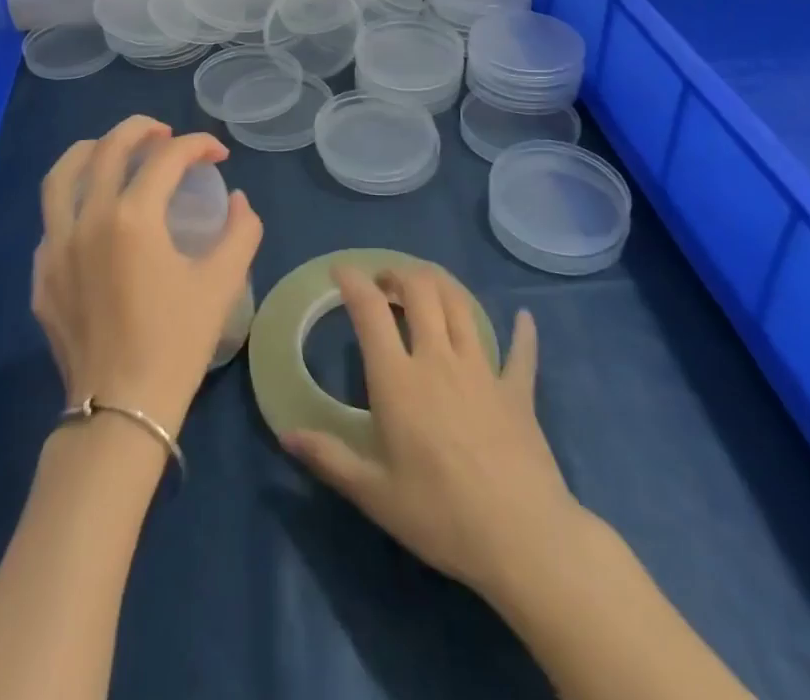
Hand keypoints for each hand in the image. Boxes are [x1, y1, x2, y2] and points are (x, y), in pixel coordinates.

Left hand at [32, 115, 261, 439]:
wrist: (122, 410)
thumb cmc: (176, 343)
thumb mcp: (222, 283)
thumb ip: (240, 231)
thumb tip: (237, 201)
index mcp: (134, 218)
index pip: (167, 157)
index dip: (198, 145)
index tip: (218, 154)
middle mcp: (88, 219)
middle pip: (109, 148)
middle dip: (141, 129)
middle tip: (166, 133)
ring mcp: (55, 246)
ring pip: (62, 175)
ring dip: (92, 150)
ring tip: (115, 150)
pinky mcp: (41, 274)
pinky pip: (52, 220)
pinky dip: (74, 200)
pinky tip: (94, 214)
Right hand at [282, 266, 575, 601]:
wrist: (522, 539)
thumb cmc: (440, 516)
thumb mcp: (374, 494)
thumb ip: (329, 458)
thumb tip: (286, 434)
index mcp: (398, 379)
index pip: (370, 311)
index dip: (353, 281)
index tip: (340, 270)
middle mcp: (438, 358)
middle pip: (420, 290)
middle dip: (398, 274)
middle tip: (384, 282)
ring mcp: (482, 369)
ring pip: (461, 305)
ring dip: (441, 285)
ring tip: (427, 287)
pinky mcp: (517, 389)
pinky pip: (521, 350)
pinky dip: (521, 331)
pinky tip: (523, 318)